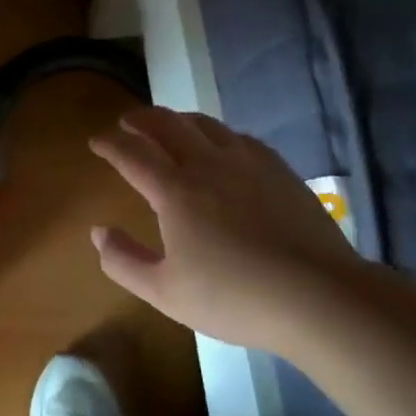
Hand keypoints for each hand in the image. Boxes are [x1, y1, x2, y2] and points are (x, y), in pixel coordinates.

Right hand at [89, 107, 366, 349]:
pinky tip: (222, 146)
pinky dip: (217, 134)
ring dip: (178, 119)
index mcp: (174, 191)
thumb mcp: (165, 292)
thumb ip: (124, 261)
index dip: (110, 143)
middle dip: (141, 118)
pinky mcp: (279, 170)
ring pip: (205, 124)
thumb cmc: (234, 297)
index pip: (132, 153)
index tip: (96, 140)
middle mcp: (207, 164)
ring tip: (169, 126)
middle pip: (167, 124)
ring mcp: (247, 162)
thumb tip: (98, 231)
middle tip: (127, 122)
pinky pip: (239, 137)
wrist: (319, 296)